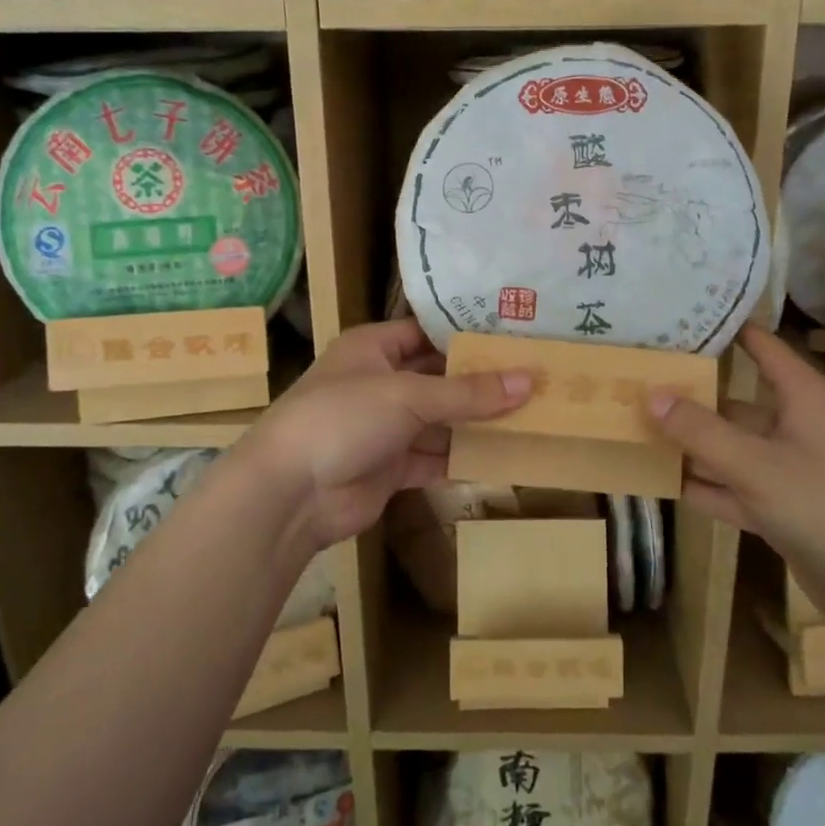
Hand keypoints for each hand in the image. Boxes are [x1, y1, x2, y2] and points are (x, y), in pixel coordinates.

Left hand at [234, 319, 530, 555]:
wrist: (289, 493)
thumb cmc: (343, 418)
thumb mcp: (408, 396)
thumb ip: (468, 392)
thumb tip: (529, 380)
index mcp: (373, 349)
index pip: (426, 332)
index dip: (466, 335)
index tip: (514, 338)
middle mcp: (380, 383)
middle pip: (438, 379)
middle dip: (480, 383)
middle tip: (534, 379)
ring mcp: (384, 428)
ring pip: (440, 421)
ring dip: (476, 423)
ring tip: (531, 417)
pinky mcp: (390, 468)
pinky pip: (434, 458)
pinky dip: (461, 458)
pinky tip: (501, 457)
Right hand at [646, 324, 824, 631]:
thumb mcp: (758, 466)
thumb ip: (701, 431)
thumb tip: (650, 393)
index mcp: (804, 398)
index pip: (761, 347)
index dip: (724, 330)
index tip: (674, 318)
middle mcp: (796, 427)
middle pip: (735, 402)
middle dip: (689, 395)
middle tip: (633, 381)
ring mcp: (790, 471)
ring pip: (731, 448)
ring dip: (690, 444)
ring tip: (633, 428)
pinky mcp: (784, 510)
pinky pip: (735, 488)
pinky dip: (704, 486)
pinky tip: (660, 481)